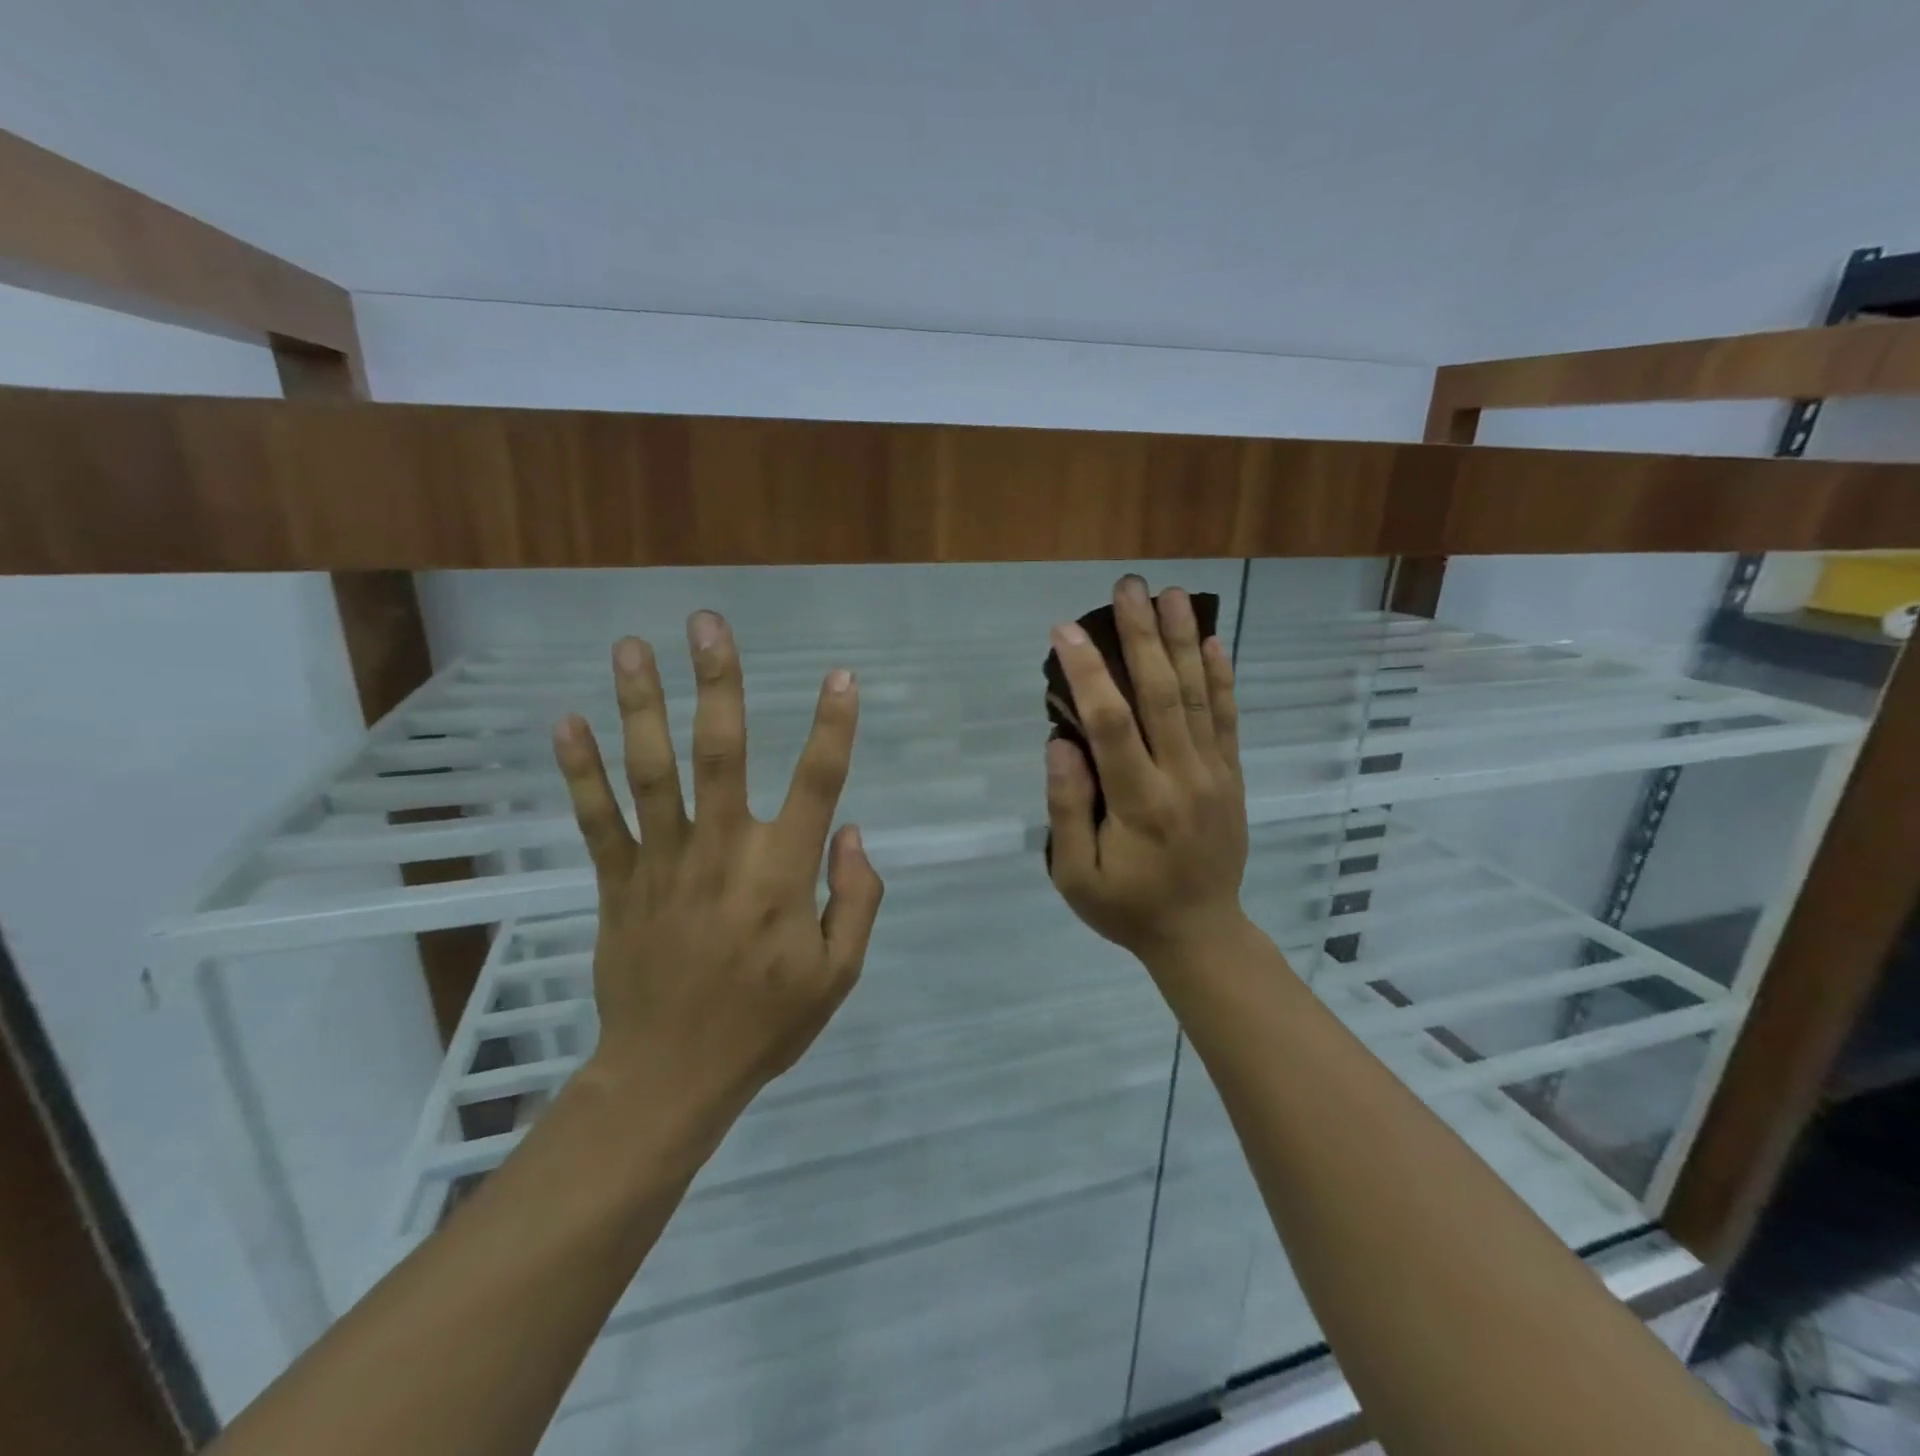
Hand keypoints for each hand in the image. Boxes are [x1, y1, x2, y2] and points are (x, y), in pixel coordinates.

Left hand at [551, 611, 884, 1137]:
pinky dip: (579, 770)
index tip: (841, 676)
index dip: (833, 727)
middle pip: (719, 753)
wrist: (669, 1076)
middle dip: (717, 683)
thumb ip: (857, 900)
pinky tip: (565, 721)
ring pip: (651, 771)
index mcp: (781, 874)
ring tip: (631, 646)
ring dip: (641, 705)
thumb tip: (855, 832)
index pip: (818, 783)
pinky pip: (596, 819)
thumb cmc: (764, 1024)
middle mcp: (722, 852)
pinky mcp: (617, 883)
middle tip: (707, 623)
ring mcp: (662, 863)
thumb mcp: (838, 975)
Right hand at [1045, 577, 1249, 968]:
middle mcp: (1182, 778)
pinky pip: (1227, 719)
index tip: (1067, 629)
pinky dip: (1221, 678)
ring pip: (1197, 697)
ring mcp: (1214, 774)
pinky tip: (1213, 641)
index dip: (1089, 673)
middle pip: (1161, 695)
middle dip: (1142, 636)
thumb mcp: (1076, 874)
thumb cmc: (1127, 906)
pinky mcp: (1232, 776)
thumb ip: (1066, 808)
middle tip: (1128, 586)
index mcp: (1139, 803)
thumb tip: (1061, 742)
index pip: (1111, 724)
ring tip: (1172, 594)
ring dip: (1184, 641)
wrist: (1201, 933)